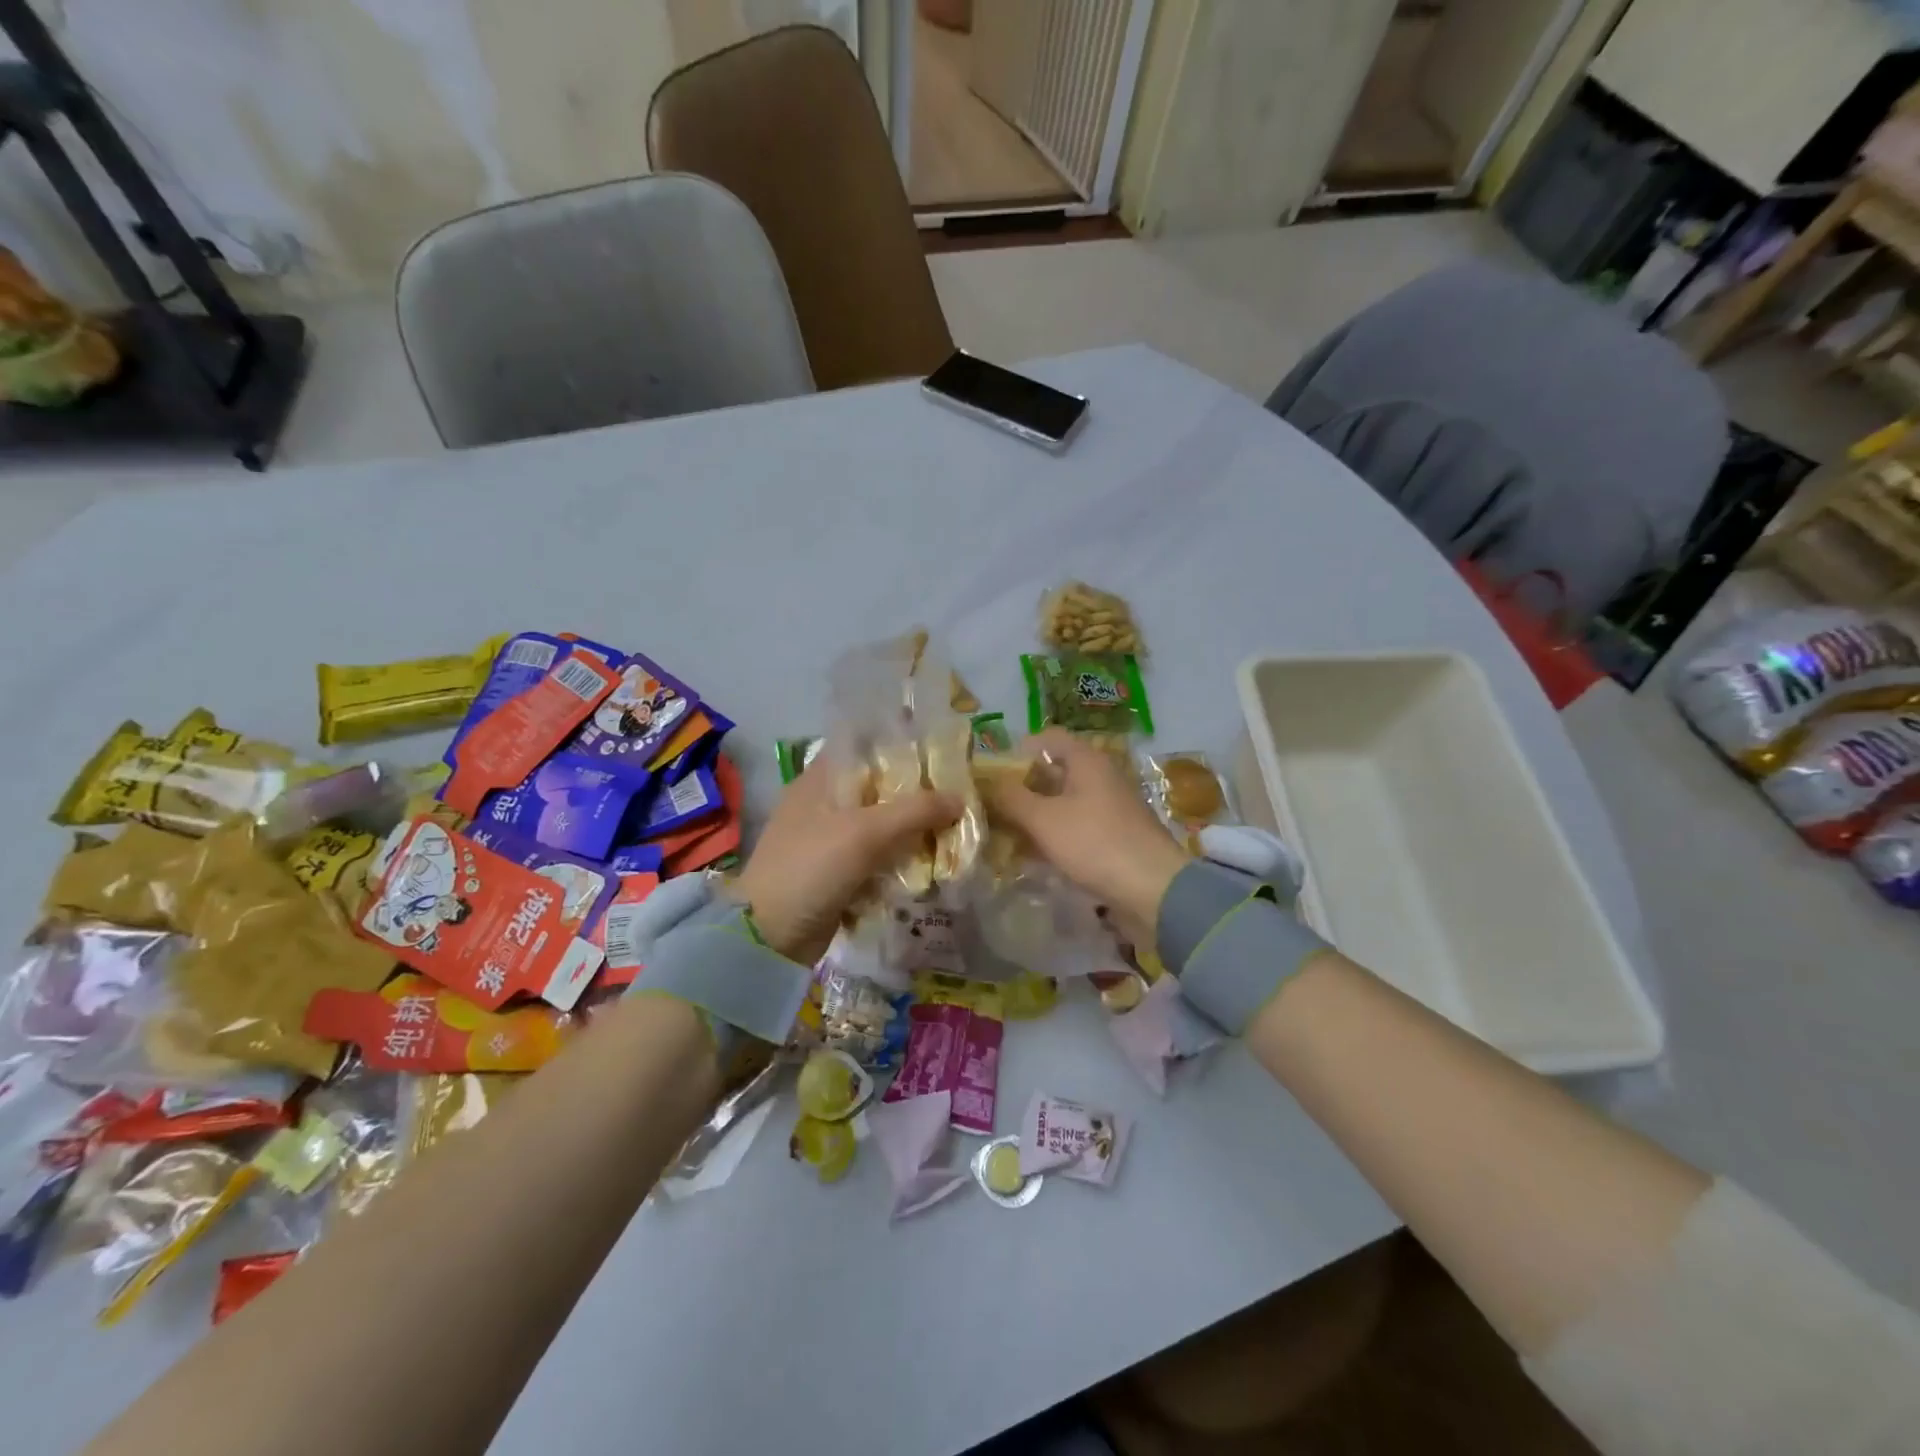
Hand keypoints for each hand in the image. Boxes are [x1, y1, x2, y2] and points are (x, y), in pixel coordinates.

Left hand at [733, 753, 959, 965]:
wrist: (769, 937)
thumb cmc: (811, 868)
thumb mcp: (865, 832)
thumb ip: (915, 811)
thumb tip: (959, 798)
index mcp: (819, 779)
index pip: (863, 746)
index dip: (900, 745)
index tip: (939, 752)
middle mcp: (822, 802)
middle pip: (876, 787)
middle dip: (914, 792)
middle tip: (957, 793)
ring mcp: (827, 839)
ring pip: (878, 824)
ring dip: (909, 828)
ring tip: (952, 826)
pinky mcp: (834, 872)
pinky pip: (874, 856)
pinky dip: (897, 857)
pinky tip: (928, 860)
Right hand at [979, 729, 1188, 930]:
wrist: (1154, 889)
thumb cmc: (1095, 843)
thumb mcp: (1044, 819)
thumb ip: (1011, 798)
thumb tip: (986, 782)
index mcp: (1087, 760)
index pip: (1047, 738)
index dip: (1017, 750)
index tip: (992, 774)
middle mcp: (1100, 777)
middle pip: (1053, 771)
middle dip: (1021, 788)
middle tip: (991, 807)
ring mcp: (1109, 808)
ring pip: (1062, 802)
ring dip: (1035, 815)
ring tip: (1004, 834)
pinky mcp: (1113, 836)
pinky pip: (1075, 826)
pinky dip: (1053, 835)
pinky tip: (1033, 856)